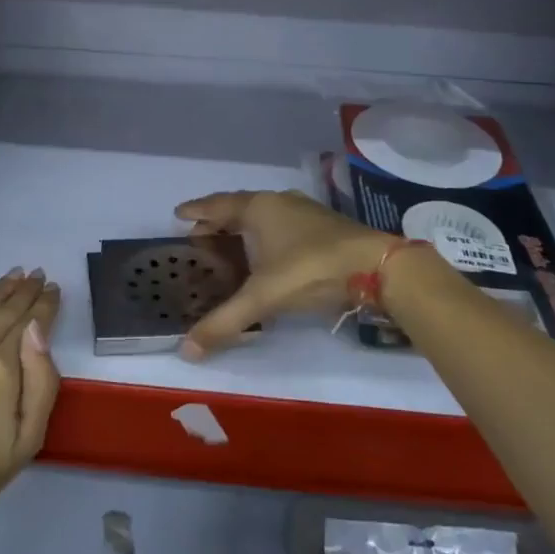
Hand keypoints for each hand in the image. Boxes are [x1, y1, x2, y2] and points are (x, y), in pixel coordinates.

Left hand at [0, 269, 60, 533]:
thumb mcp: (29, 438)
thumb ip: (42, 380)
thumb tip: (38, 328)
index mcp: (1, 370)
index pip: (29, 324)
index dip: (44, 304)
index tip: (53, 289)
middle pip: (3, 311)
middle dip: (24, 291)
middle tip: (37, 274)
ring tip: (14, 274)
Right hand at [174, 190, 389, 358]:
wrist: (376, 266)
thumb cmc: (311, 270)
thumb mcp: (263, 297)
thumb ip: (225, 321)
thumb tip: (186, 350)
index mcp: (259, 208)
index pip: (218, 205)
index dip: (197, 211)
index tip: (177, 214)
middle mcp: (279, 202)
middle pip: (239, 207)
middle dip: (218, 221)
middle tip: (198, 236)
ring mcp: (304, 212)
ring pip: (264, 215)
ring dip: (243, 228)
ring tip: (229, 245)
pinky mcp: (323, 227)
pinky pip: (281, 224)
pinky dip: (265, 235)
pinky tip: (268, 254)